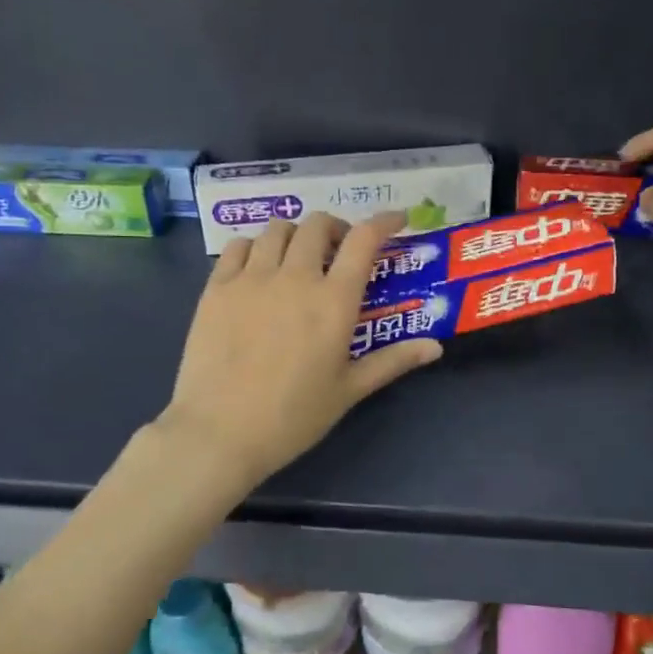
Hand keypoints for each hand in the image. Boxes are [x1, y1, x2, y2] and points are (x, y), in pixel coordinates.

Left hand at [156, 212, 441, 490]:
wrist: (219, 433)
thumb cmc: (292, 417)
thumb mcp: (349, 390)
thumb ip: (392, 361)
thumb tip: (435, 347)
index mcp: (334, 301)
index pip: (364, 241)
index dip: (384, 221)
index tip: (396, 220)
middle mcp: (295, 277)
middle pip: (318, 225)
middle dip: (336, 229)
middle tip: (339, 253)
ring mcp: (251, 279)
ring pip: (277, 229)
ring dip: (297, 236)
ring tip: (298, 259)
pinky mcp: (216, 288)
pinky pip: (239, 247)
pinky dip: (256, 247)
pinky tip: (259, 270)